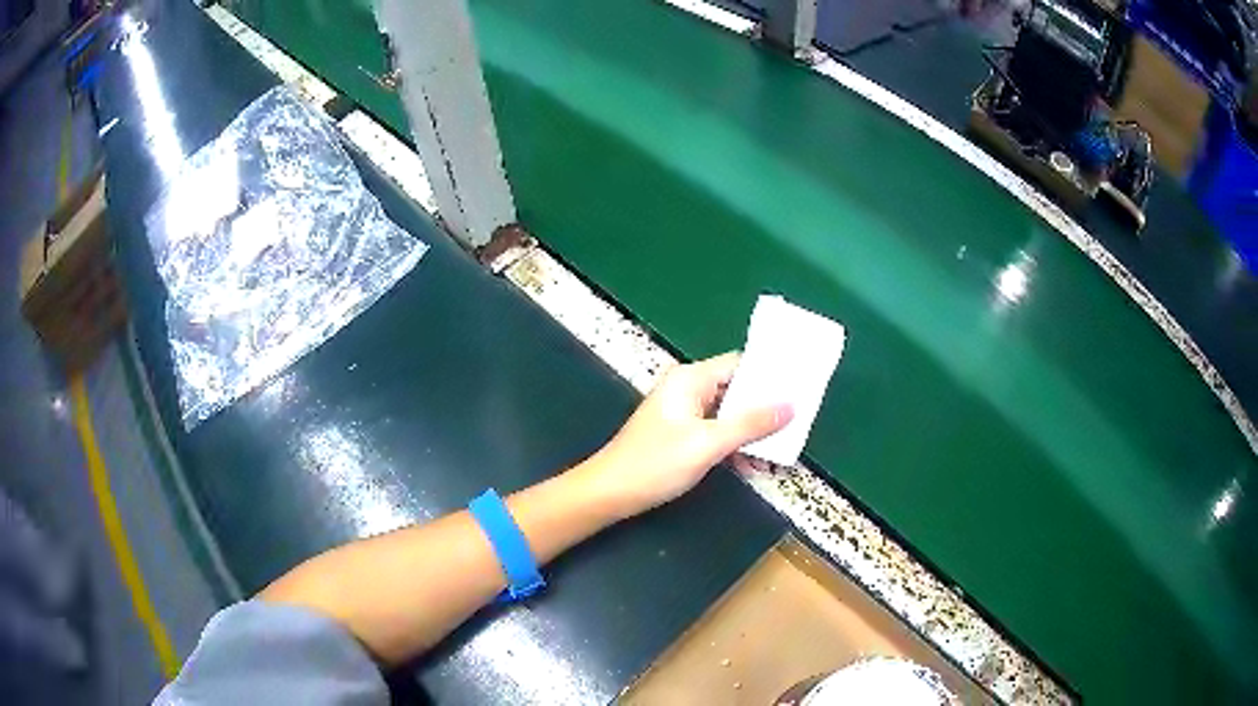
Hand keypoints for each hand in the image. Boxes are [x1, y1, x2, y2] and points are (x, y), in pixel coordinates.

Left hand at [580, 352, 791, 518]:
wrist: (610, 493)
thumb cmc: (655, 463)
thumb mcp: (708, 444)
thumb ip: (750, 424)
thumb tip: (790, 406)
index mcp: (691, 379)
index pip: (740, 364)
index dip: (770, 375)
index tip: (801, 387)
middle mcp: (688, 389)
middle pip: (737, 389)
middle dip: (766, 407)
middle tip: (800, 420)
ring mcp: (684, 413)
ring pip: (729, 414)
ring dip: (753, 431)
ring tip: (784, 446)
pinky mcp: (682, 435)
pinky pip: (717, 432)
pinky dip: (735, 444)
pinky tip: (756, 463)